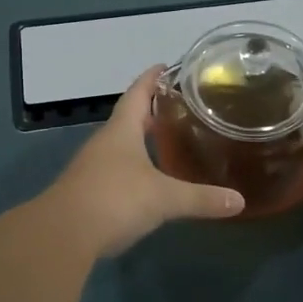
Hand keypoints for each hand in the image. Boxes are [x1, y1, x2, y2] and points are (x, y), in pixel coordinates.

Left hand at [48, 67, 246, 257]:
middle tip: (178, 107)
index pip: (137, 94)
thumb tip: (240, 200)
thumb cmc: (115, 200)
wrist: (63, 235)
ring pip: (120, 146)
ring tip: (168, 141)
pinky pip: (115, 171)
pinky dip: (134, 168)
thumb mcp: (164, 198)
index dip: (151, 79)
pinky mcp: (88, 193)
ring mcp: (93, 168)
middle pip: (127, 119)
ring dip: (141, 141)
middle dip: (150, 111)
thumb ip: (201, 198)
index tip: (165, 66)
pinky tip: (149, 181)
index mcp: (121, 131)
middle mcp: (104, 144)